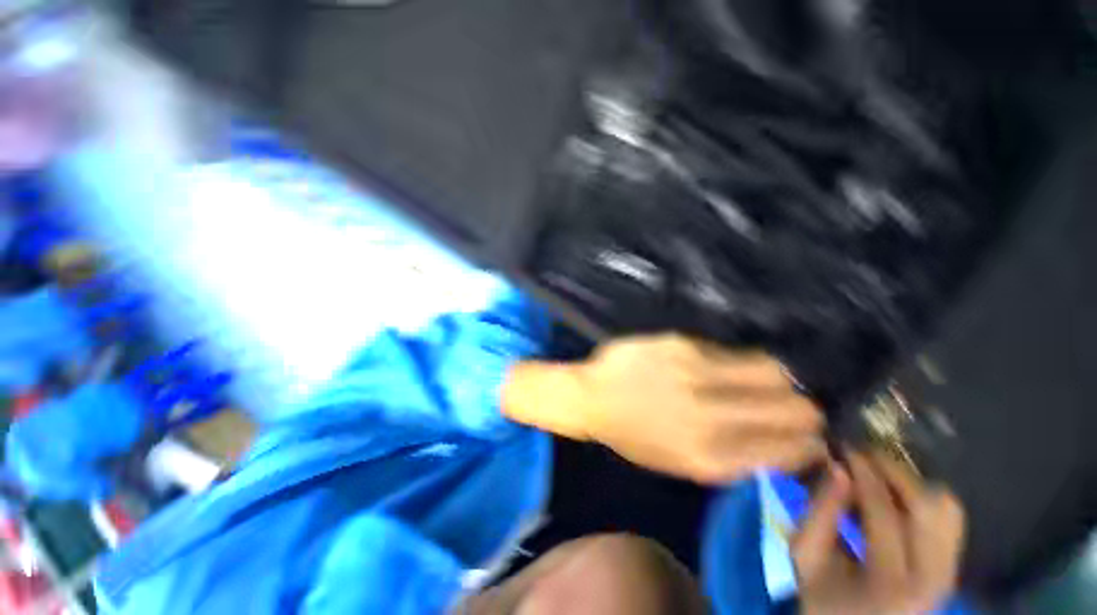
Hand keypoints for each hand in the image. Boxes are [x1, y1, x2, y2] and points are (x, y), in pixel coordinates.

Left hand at [572, 334, 824, 482]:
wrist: (591, 397)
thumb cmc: (633, 434)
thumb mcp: (683, 462)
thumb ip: (734, 455)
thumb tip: (783, 441)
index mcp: (712, 458)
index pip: (790, 449)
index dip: (810, 441)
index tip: (815, 434)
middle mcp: (711, 417)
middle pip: (792, 408)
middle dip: (806, 408)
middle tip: (800, 403)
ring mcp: (696, 375)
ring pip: (770, 371)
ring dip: (781, 378)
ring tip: (775, 380)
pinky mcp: (682, 345)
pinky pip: (731, 351)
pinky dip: (742, 360)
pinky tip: (734, 362)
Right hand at [793, 452, 965, 614]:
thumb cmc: (823, 598)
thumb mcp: (806, 556)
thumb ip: (819, 511)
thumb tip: (837, 467)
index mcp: (890, 583)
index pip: (885, 513)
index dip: (865, 474)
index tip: (846, 447)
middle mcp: (932, 579)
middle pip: (930, 507)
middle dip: (895, 471)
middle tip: (865, 455)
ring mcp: (949, 574)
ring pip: (948, 509)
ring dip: (913, 484)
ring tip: (880, 475)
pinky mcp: (953, 568)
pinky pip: (950, 519)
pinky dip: (925, 498)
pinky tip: (897, 497)